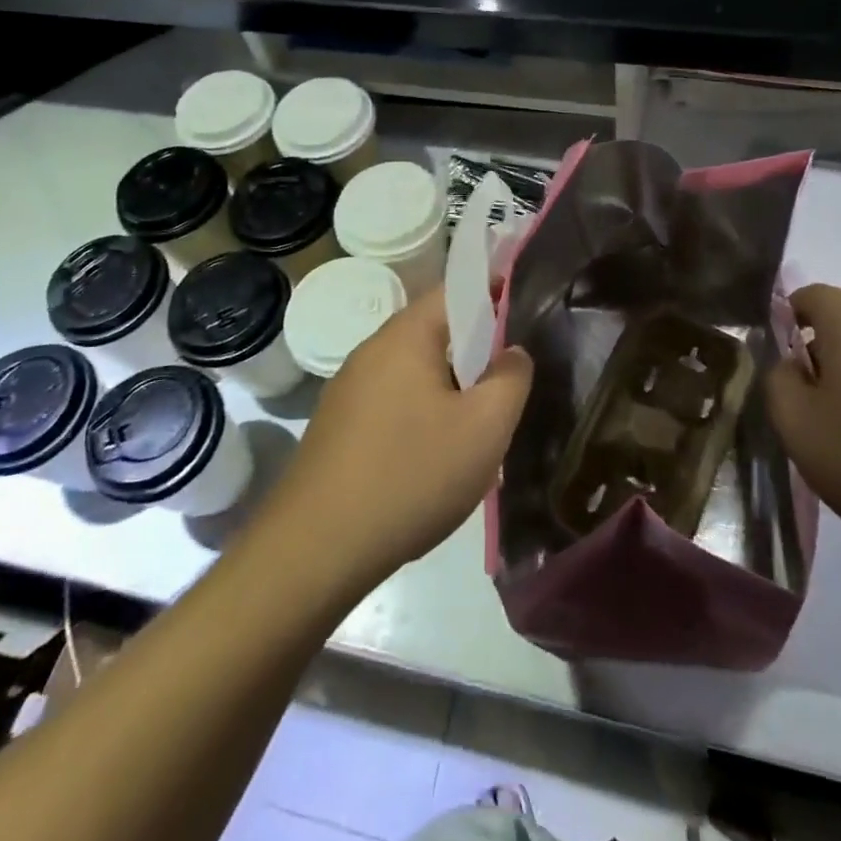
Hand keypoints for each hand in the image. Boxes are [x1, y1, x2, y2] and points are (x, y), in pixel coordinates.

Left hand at [273, 285, 532, 587]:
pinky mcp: (337, 427)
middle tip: (506, 388)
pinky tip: (433, 462)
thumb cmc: (410, 475)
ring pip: (414, 375)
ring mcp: (347, 390)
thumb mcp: (484, 428)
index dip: (494, 293)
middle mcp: (371, 351)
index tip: (525, 313)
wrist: (315, 550)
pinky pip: (392, 405)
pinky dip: (421, 418)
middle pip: (435, 334)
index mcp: (404, 337)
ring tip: (476, 432)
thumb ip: (511, 379)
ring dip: (449, 392)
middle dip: (475, 354)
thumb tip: (513, 353)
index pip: (455, 291)